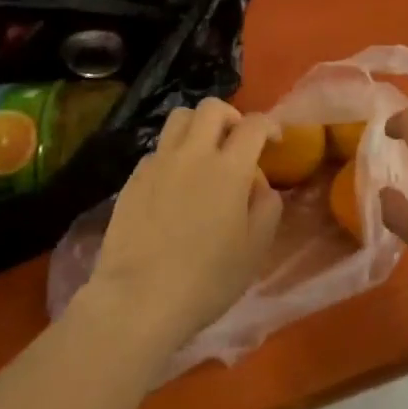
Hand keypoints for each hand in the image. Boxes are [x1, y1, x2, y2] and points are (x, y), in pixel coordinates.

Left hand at [86, 99, 282, 350]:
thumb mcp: (256, 247)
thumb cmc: (207, 279)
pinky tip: (176, 183)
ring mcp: (158, 164)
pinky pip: (157, 150)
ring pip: (179, 118)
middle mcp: (193, 154)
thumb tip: (258, 183)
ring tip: (205, 152)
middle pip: (211, 107)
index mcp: (229, 168)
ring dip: (198, 126)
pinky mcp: (132, 180)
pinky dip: (173, 154)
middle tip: (238, 141)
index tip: (275, 140)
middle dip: (231, 116)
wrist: (138, 301)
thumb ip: (267, 205)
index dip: (270, 125)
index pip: (254, 124)